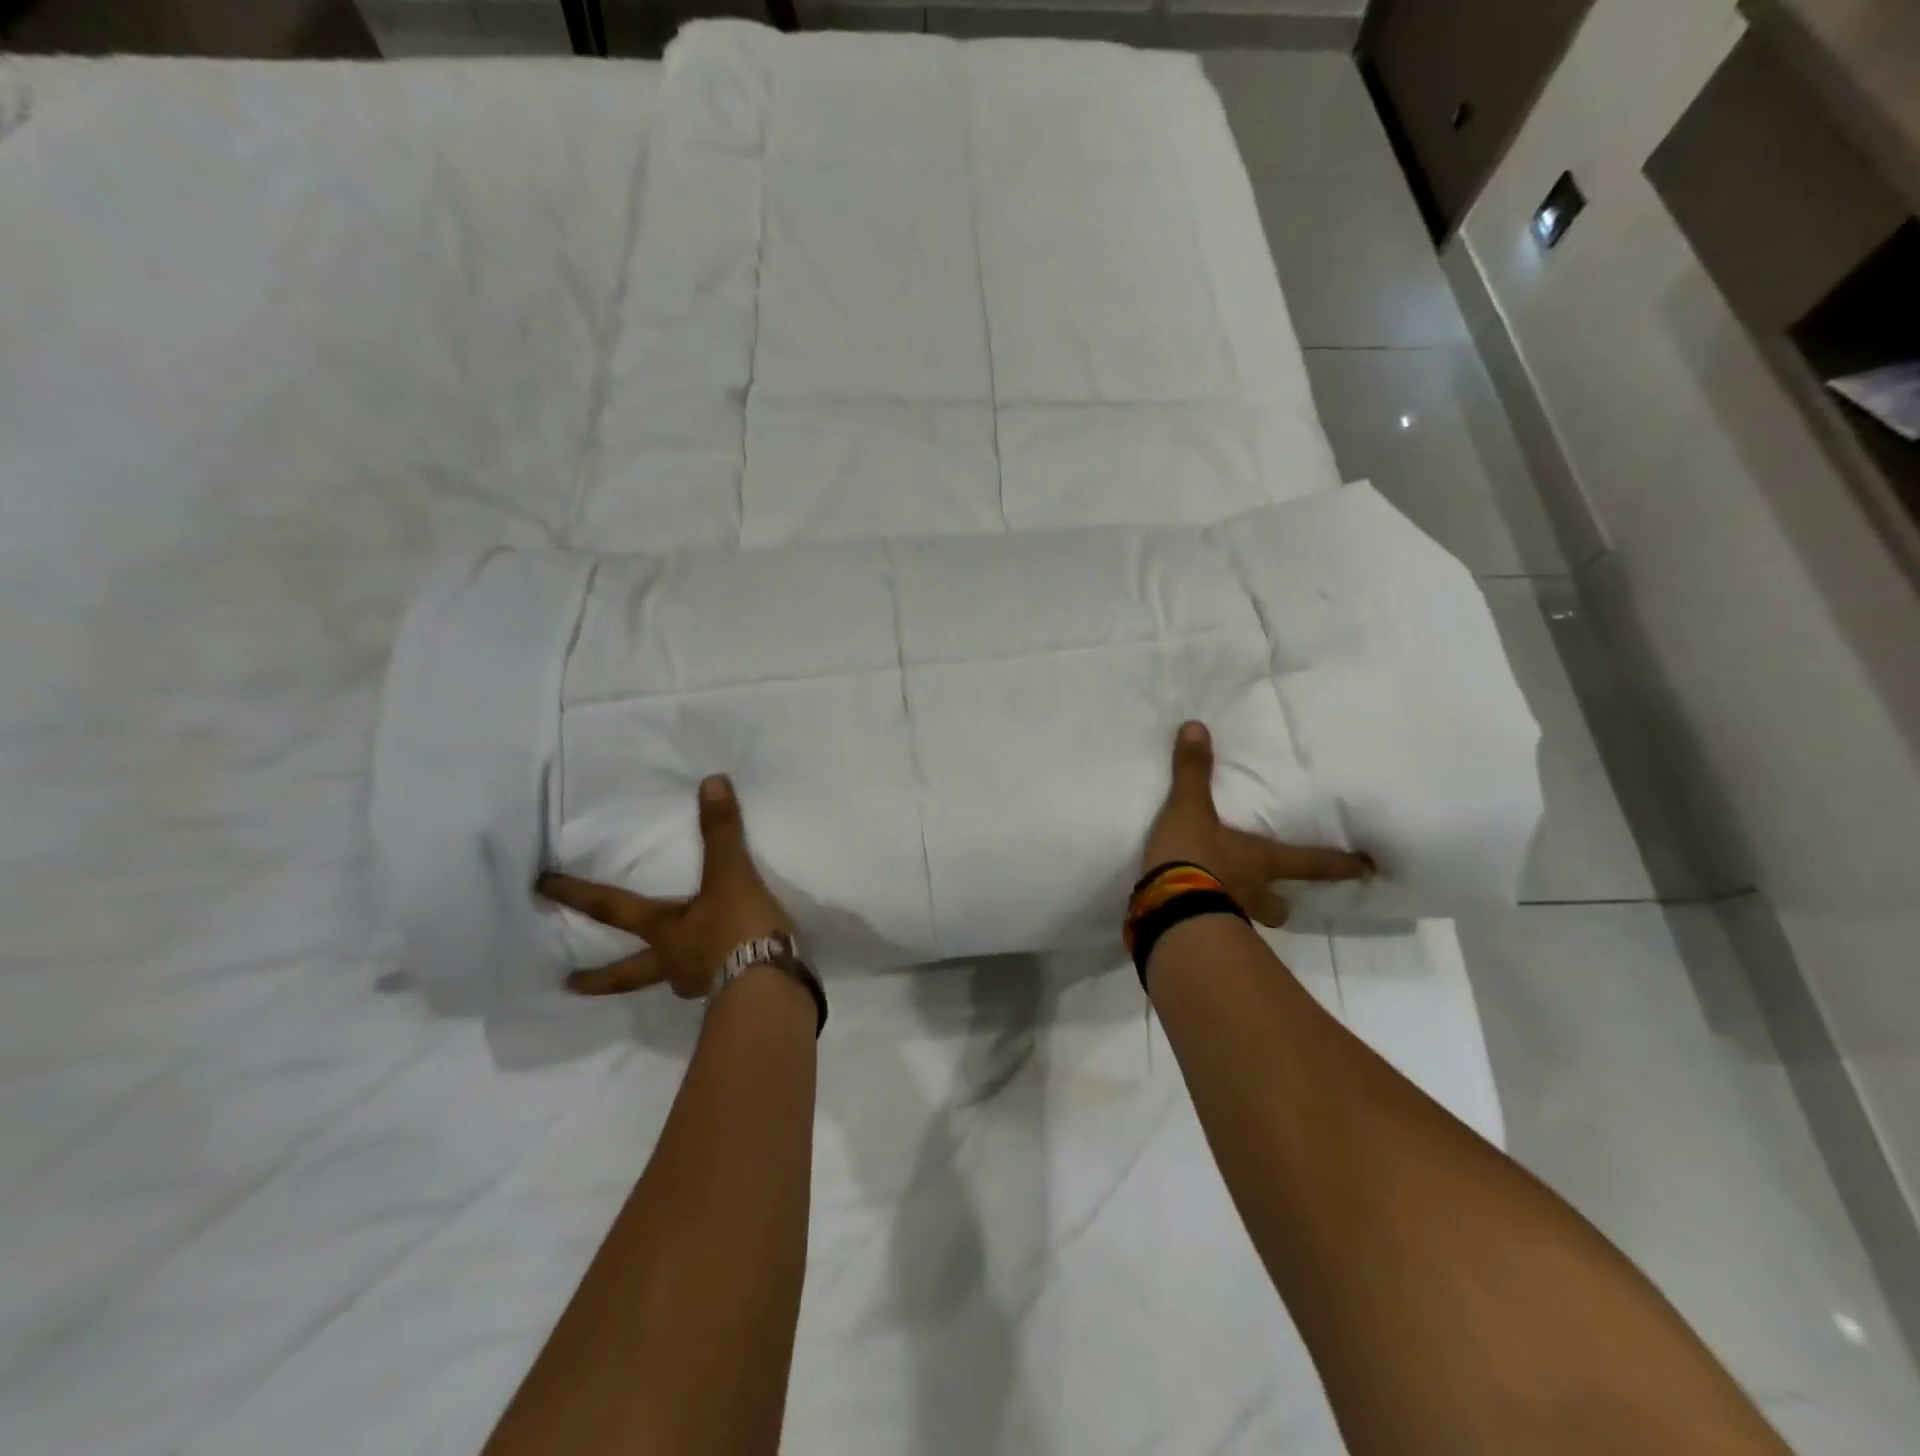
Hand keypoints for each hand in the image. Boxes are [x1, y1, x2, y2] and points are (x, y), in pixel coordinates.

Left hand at [538, 775, 795, 997]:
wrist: (771, 985)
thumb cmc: (739, 928)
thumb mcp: (731, 875)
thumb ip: (721, 832)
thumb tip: (711, 782)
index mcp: (665, 931)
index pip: (612, 909)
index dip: (577, 895)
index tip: (539, 889)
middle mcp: (674, 962)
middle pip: (627, 972)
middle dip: (599, 977)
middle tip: (568, 984)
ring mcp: (700, 984)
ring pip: (670, 981)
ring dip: (661, 978)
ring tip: (664, 978)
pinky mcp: (729, 996)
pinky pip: (710, 985)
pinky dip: (709, 979)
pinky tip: (720, 977)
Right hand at [1144, 721, 1374, 926]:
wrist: (1166, 909)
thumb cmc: (1192, 857)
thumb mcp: (1190, 809)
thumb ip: (1193, 771)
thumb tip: (1197, 726)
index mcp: (1261, 861)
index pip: (1310, 862)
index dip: (1339, 864)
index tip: (1368, 869)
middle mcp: (1253, 892)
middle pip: (1280, 905)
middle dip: (1282, 902)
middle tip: (1280, 897)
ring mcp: (1229, 917)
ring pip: (1251, 919)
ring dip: (1247, 912)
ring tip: (1230, 904)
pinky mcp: (1199, 934)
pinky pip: (1213, 926)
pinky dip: (1207, 918)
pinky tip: (1192, 911)